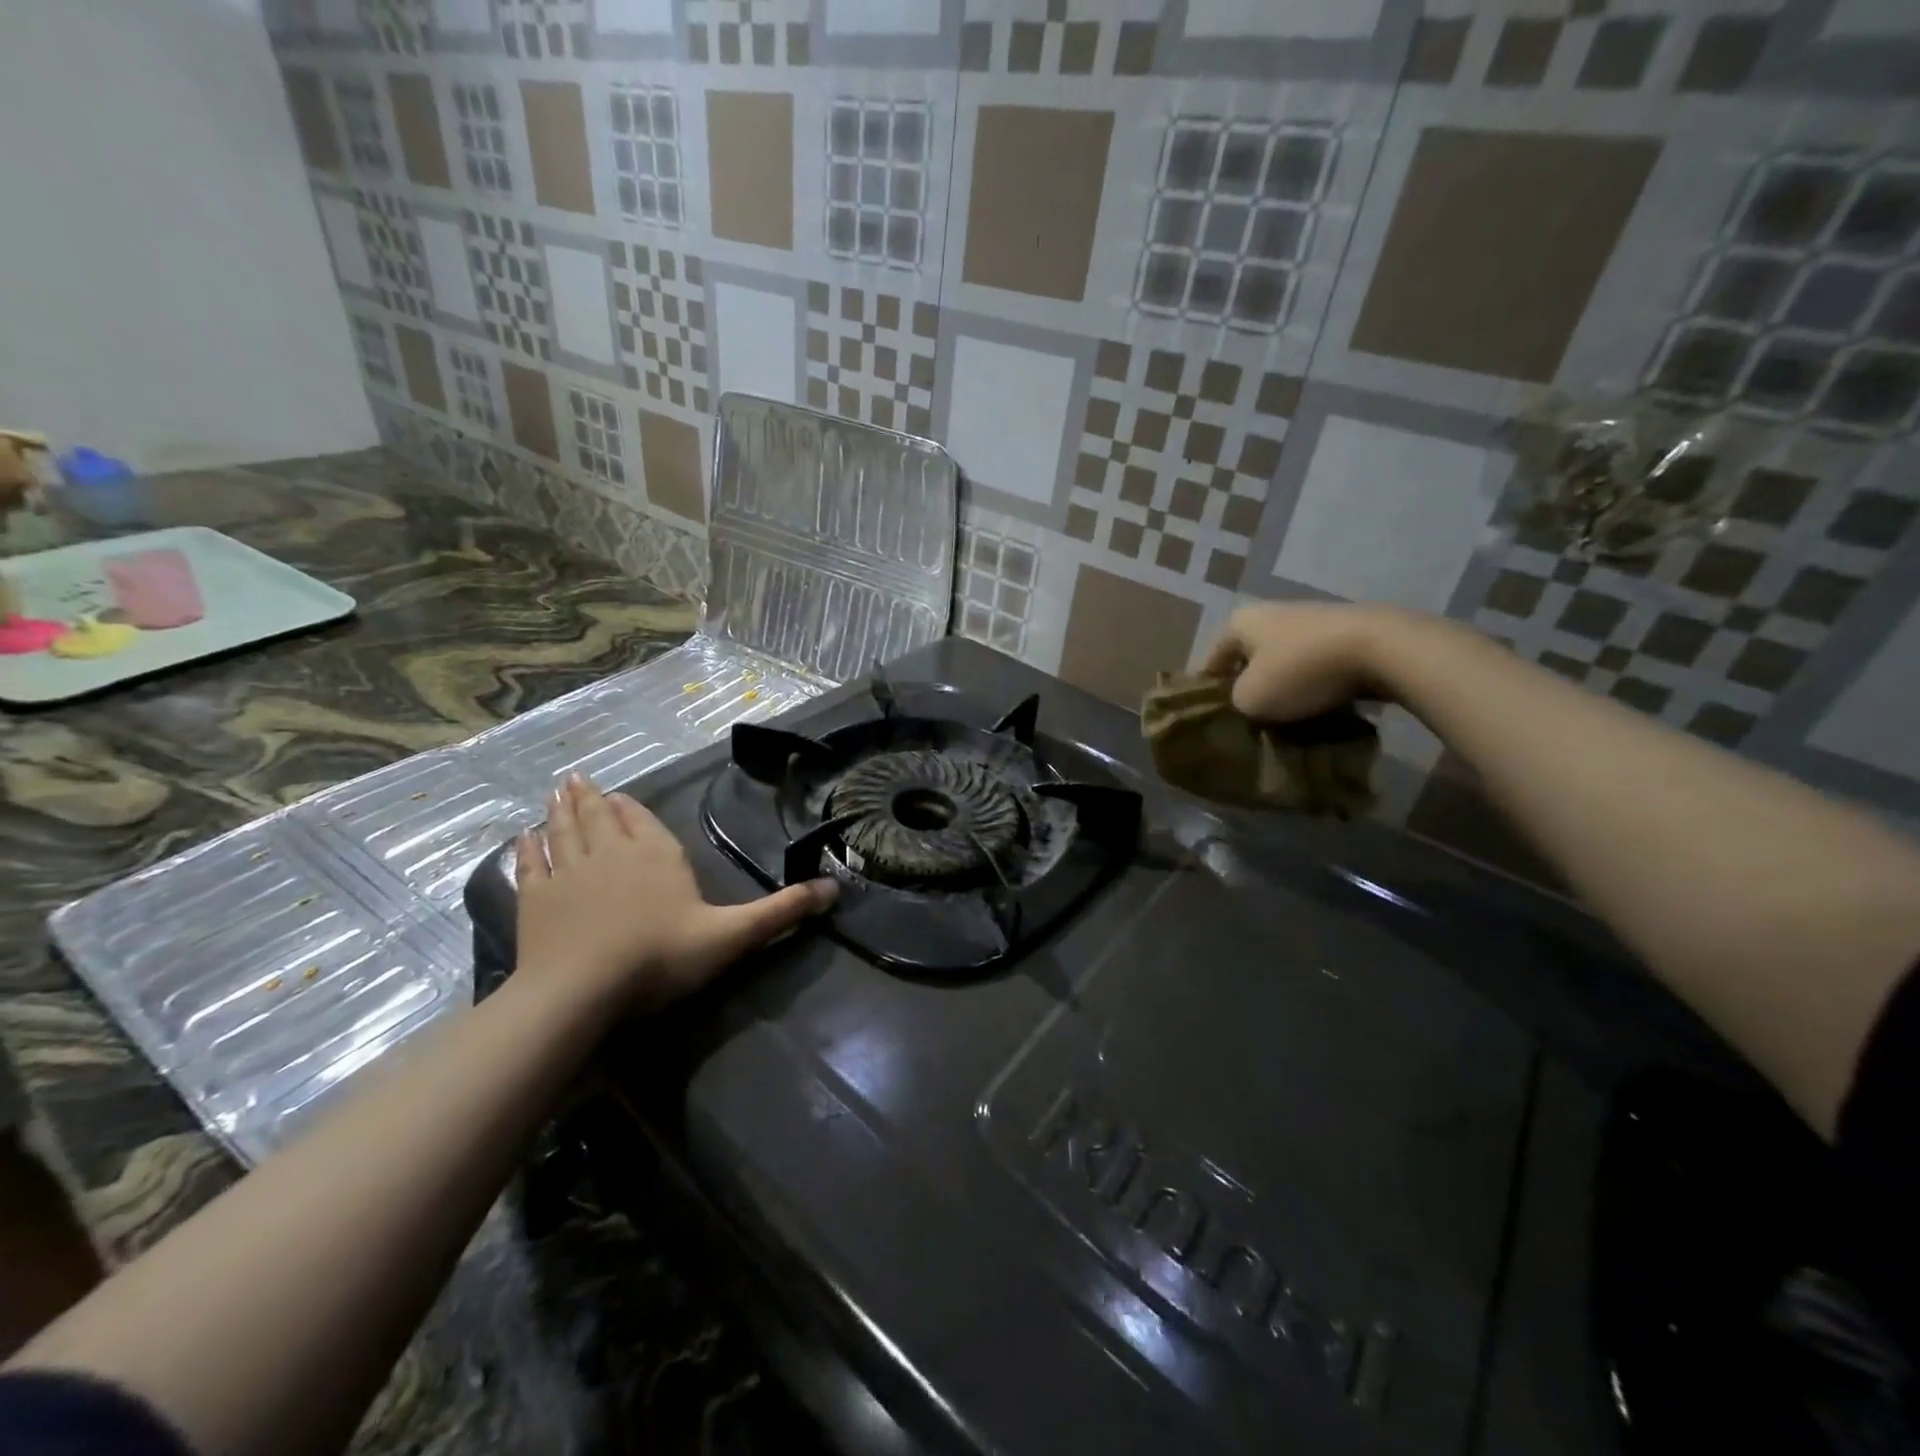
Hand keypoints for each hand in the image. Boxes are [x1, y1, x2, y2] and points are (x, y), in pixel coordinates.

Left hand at [513, 774, 835, 1013]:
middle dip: (590, 798)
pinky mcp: (535, 900)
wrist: (582, 990)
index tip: (616, 795)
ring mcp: (568, 874)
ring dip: (559, 811)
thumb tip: (835, 889)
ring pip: (563, 832)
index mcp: (657, 856)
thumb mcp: (732, 936)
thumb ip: (781, 912)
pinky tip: (522, 837)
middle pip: (598, 818)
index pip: (642, 822)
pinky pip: (530, 864)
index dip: (629, 809)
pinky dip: (527, 848)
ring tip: (555, 791)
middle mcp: (611, 854)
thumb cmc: (661, 957)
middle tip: (576, 778)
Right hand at [1200, 602, 1399, 722]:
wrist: (1380, 649)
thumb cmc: (1299, 671)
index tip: (1214, 720)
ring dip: (1283, 689)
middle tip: (1250, 722)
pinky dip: (1313, 685)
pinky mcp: (1344, 633)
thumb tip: (1246, 701)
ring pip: (1284, 663)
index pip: (1211, 661)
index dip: (1208, 692)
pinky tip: (1319, 708)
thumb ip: (1235, 702)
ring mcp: (1311, 620)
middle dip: (1250, 689)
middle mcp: (1271, 613)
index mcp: (1239, 622)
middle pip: (1250, 660)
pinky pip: (1316, 666)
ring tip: (1286, 721)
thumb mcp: (1250, 699)